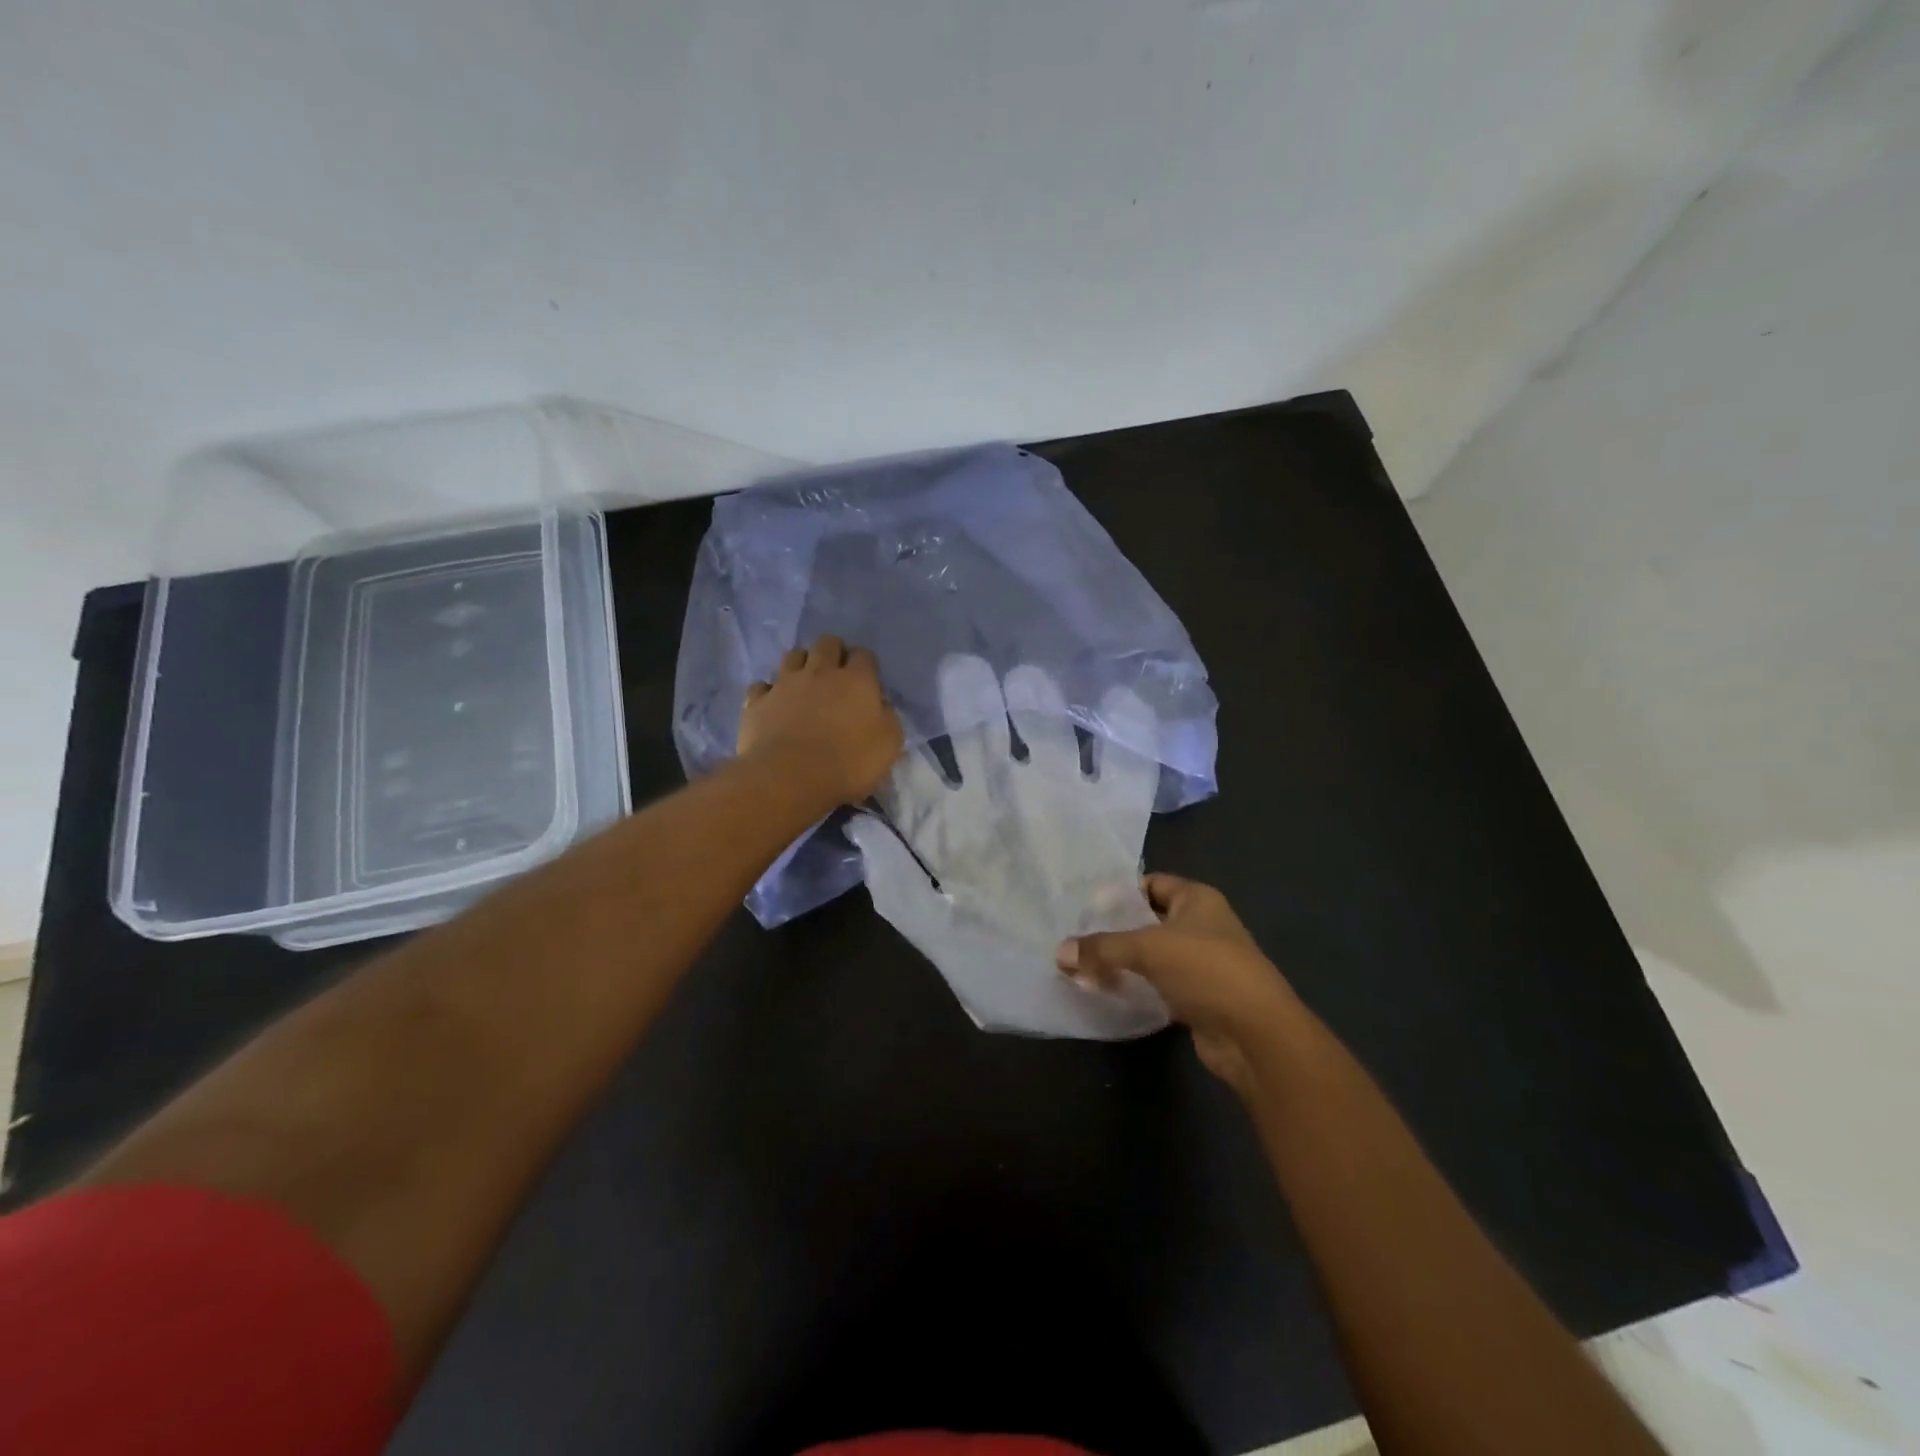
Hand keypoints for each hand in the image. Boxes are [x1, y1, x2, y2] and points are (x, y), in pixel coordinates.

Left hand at [738, 635, 903, 805]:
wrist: (790, 778)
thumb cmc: (848, 763)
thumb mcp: (889, 745)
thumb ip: (888, 718)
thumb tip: (881, 707)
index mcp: (857, 680)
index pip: (864, 655)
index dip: (866, 665)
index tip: (866, 682)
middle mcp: (820, 672)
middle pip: (827, 643)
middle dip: (833, 652)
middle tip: (836, 675)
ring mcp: (785, 683)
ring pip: (792, 655)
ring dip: (801, 664)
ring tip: (804, 684)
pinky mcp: (758, 701)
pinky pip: (762, 686)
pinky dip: (768, 692)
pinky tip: (773, 704)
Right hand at [1057, 874, 1298, 1091]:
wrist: (1256, 1035)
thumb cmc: (1206, 970)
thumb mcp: (1147, 949)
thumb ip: (1102, 948)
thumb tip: (1060, 952)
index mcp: (1198, 899)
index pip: (1153, 883)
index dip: (1121, 892)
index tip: (1086, 905)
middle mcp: (1202, 926)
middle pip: (1150, 920)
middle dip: (1116, 929)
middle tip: (1077, 936)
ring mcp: (1203, 964)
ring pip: (1153, 956)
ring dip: (1124, 962)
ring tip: (1084, 966)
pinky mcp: (1199, 998)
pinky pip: (1159, 985)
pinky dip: (1137, 987)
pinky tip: (1109, 992)